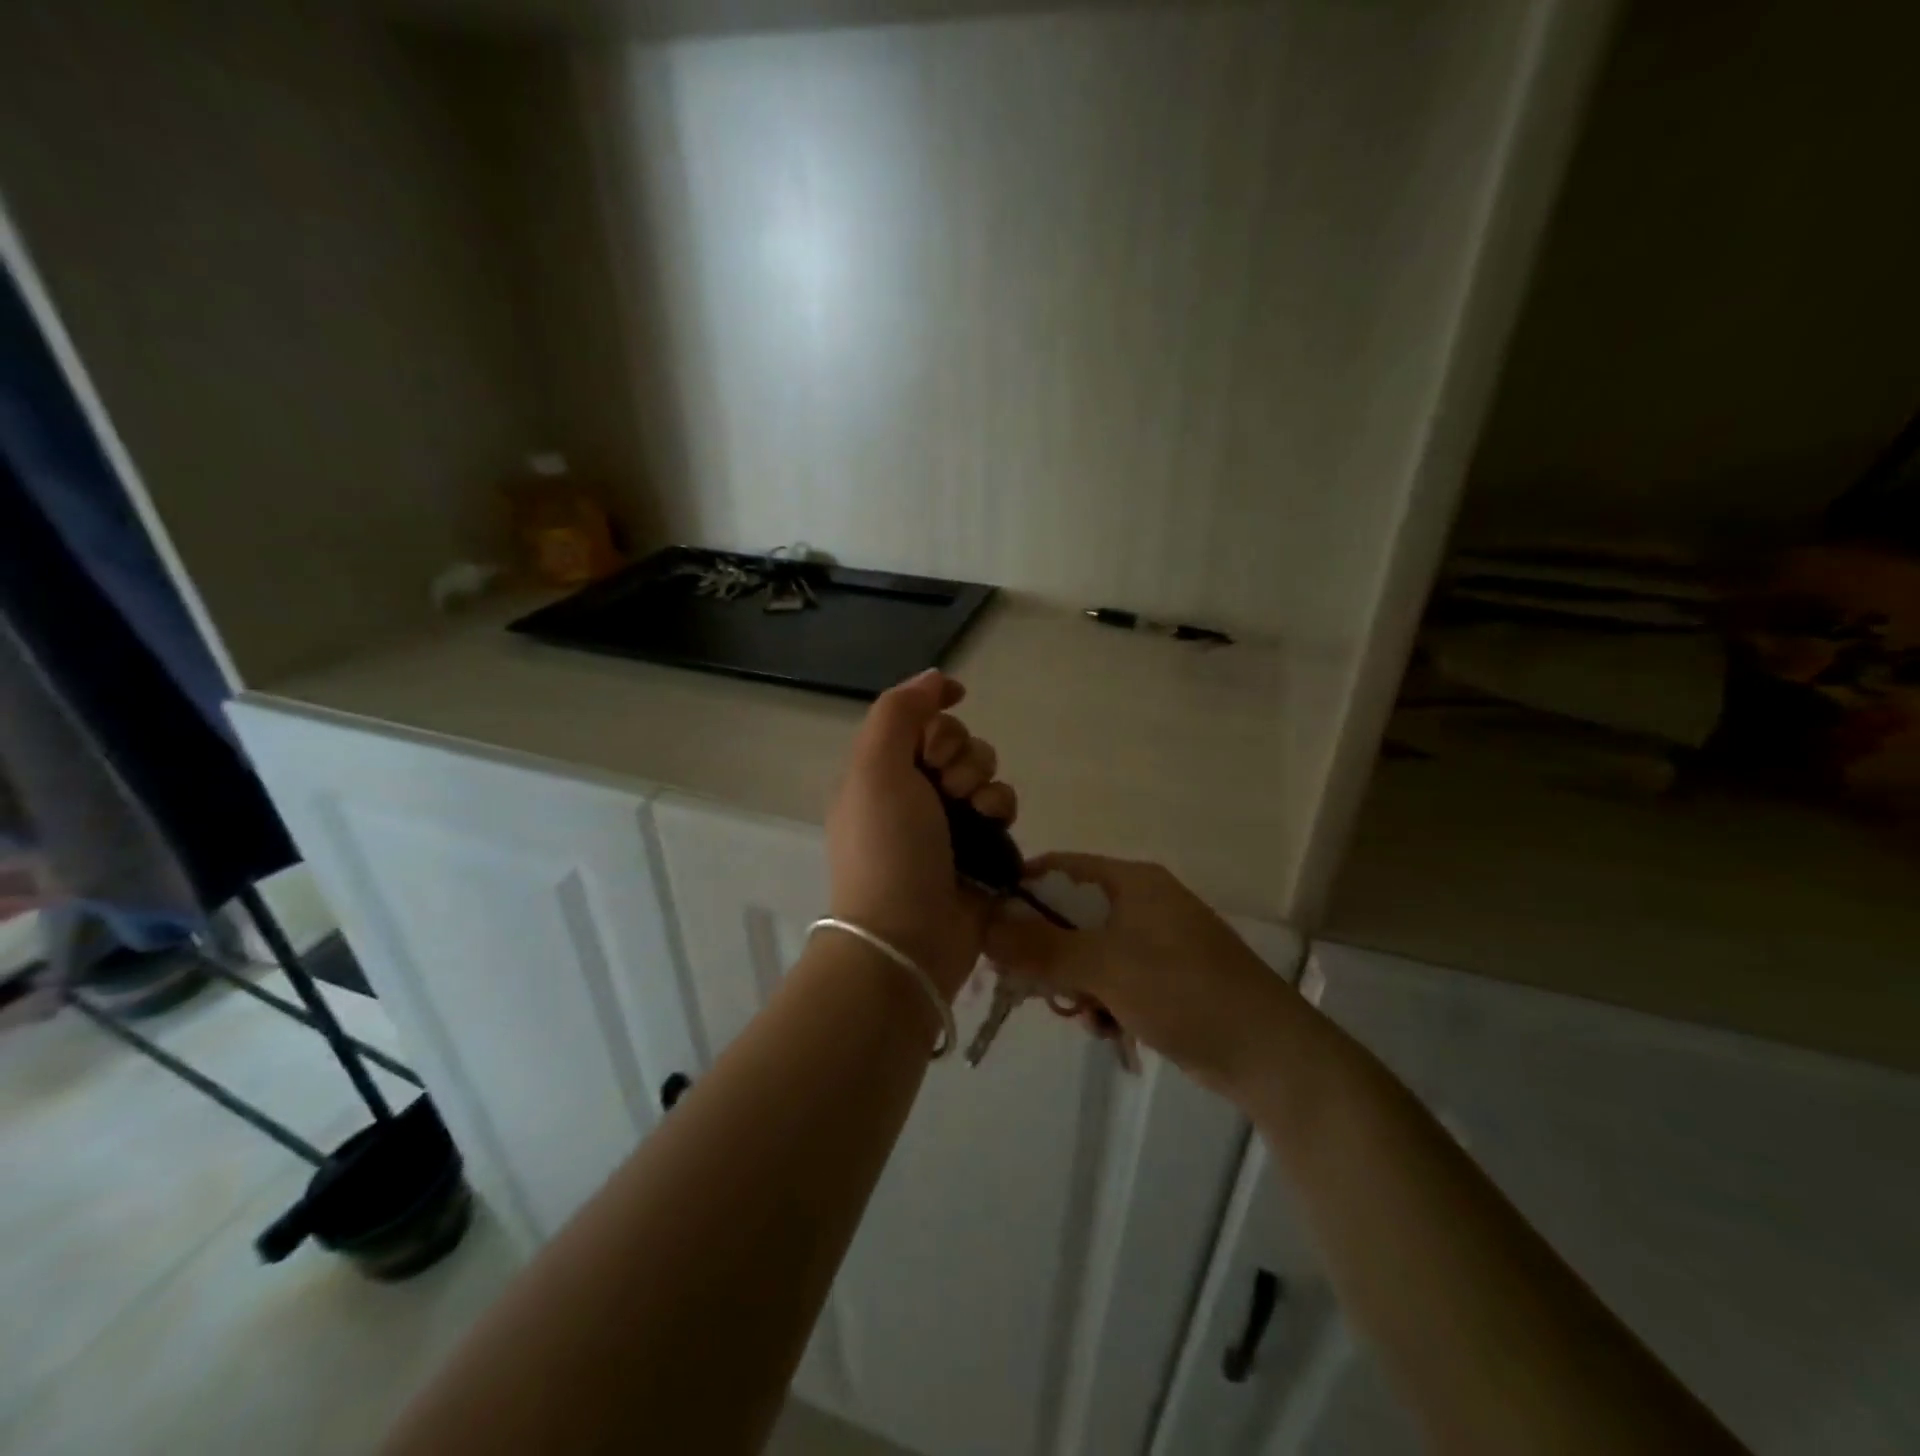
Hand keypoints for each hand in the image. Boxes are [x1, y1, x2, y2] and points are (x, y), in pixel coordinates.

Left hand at [826, 670, 1016, 996]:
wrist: (907, 938)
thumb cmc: (886, 848)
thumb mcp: (875, 767)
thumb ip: (899, 711)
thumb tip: (936, 678)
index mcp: (880, 771)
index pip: (920, 721)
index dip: (936, 724)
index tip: (936, 745)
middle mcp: (912, 792)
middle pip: (957, 742)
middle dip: (962, 756)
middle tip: (947, 787)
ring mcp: (947, 822)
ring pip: (984, 771)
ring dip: (984, 781)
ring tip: (973, 811)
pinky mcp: (980, 849)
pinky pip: (1002, 806)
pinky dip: (1001, 809)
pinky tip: (993, 826)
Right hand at [985, 854, 1290, 1094]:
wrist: (1269, 1054)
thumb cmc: (1185, 993)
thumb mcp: (1106, 968)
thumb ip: (1042, 948)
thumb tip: (984, 928)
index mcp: (1131, 882)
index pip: (1059, 869)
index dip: (1021, 894)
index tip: (992, 931)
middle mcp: (1141, 903)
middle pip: (1069, 915)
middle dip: (1046, 951)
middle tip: (1028, 985)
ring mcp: (1154, 942)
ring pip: (1086, 952)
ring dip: (1073, 982)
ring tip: (1080, 1014)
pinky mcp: (1162, 978)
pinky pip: (1111, 978)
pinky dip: (1101, 1000)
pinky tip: (1106, 1028)